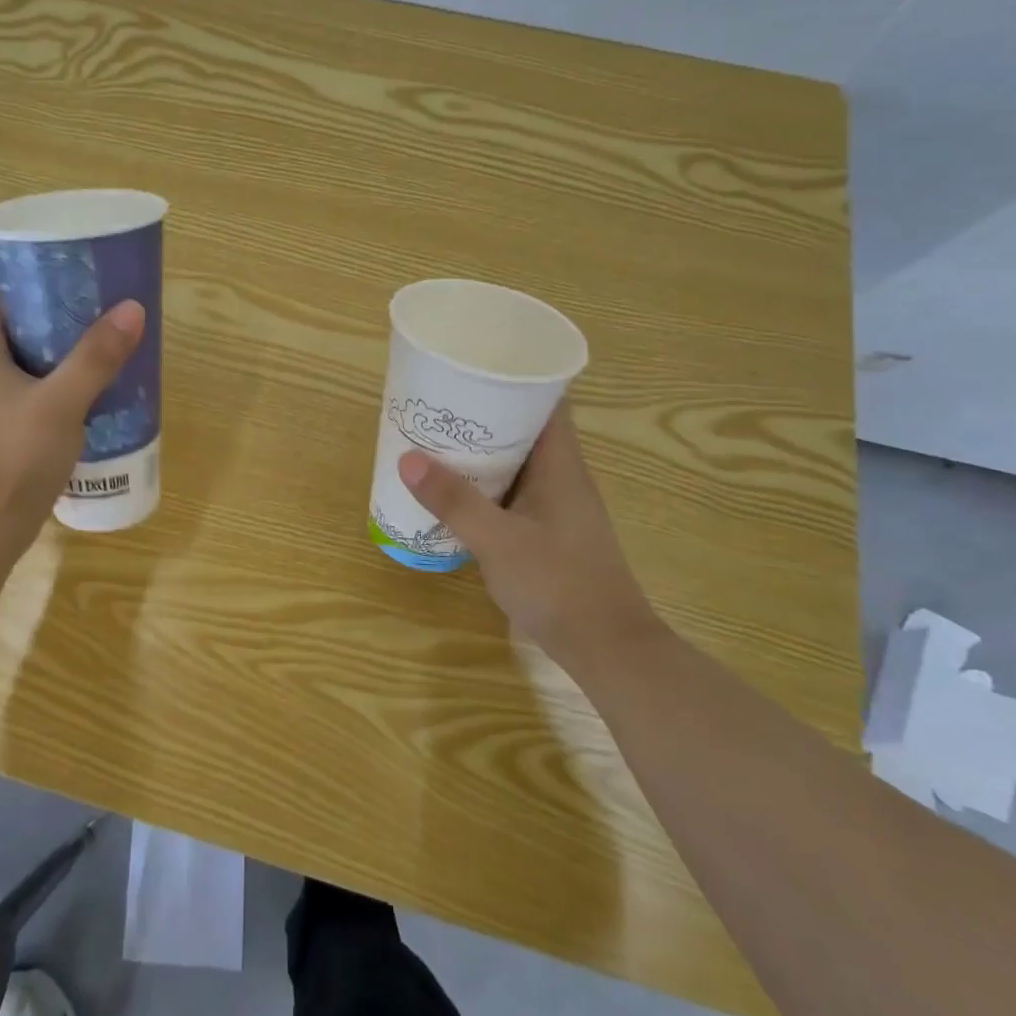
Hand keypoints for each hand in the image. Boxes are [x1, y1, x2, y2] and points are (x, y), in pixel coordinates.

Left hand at [0, 291, 145, 532]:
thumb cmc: (14, 457)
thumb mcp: (60, 402)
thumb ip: (96, 357)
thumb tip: (131, 309)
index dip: (29, 281)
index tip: (70, 276)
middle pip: (15, 330)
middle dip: (55, 318)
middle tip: (98, 312)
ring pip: (25, 366)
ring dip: (59, 356)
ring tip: (102, 350)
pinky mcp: (0, 436)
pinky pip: (31, 397)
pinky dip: (57, 389)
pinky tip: (90, 398)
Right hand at [397, 400, 655, 657]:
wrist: (608, 649)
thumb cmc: (558, 583)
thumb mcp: (497, 540)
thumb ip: (454, 500)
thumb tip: (407, 458)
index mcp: (560, 464)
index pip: (547, 400)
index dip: (516, 377)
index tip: (475, 366)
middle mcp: (562, 477)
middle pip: (525, 428)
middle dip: (485, 413)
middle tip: (439, 403)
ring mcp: (557, 506)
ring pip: (517, 462)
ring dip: (482, 451)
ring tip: (438, 440)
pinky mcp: (549, 532)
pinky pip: (513, 491)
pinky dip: (486, 484)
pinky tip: (455, 492)